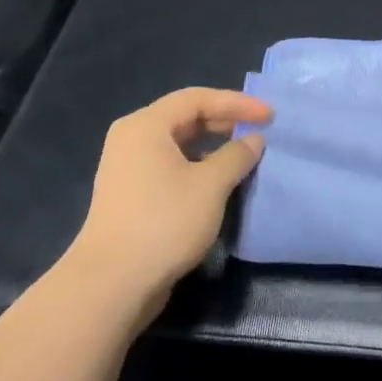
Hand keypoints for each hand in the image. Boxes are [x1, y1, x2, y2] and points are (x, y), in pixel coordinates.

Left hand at [71, 88, 272, 323]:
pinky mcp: (130, 194)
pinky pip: (169, 166)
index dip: (236, 103)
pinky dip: (196, 166)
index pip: (197, 98)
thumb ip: (236, 156)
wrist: (112, 282)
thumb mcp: (210, 185)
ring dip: (211, 146)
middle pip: (184, 117)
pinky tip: (217, 183)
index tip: (269, 115)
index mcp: (146, 125)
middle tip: (259, 131)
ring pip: (177, 144)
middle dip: (224, 122)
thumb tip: (253, 140)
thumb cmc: (164, 222)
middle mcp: (132, 138)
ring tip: (242, 156)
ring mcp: (127, 167)